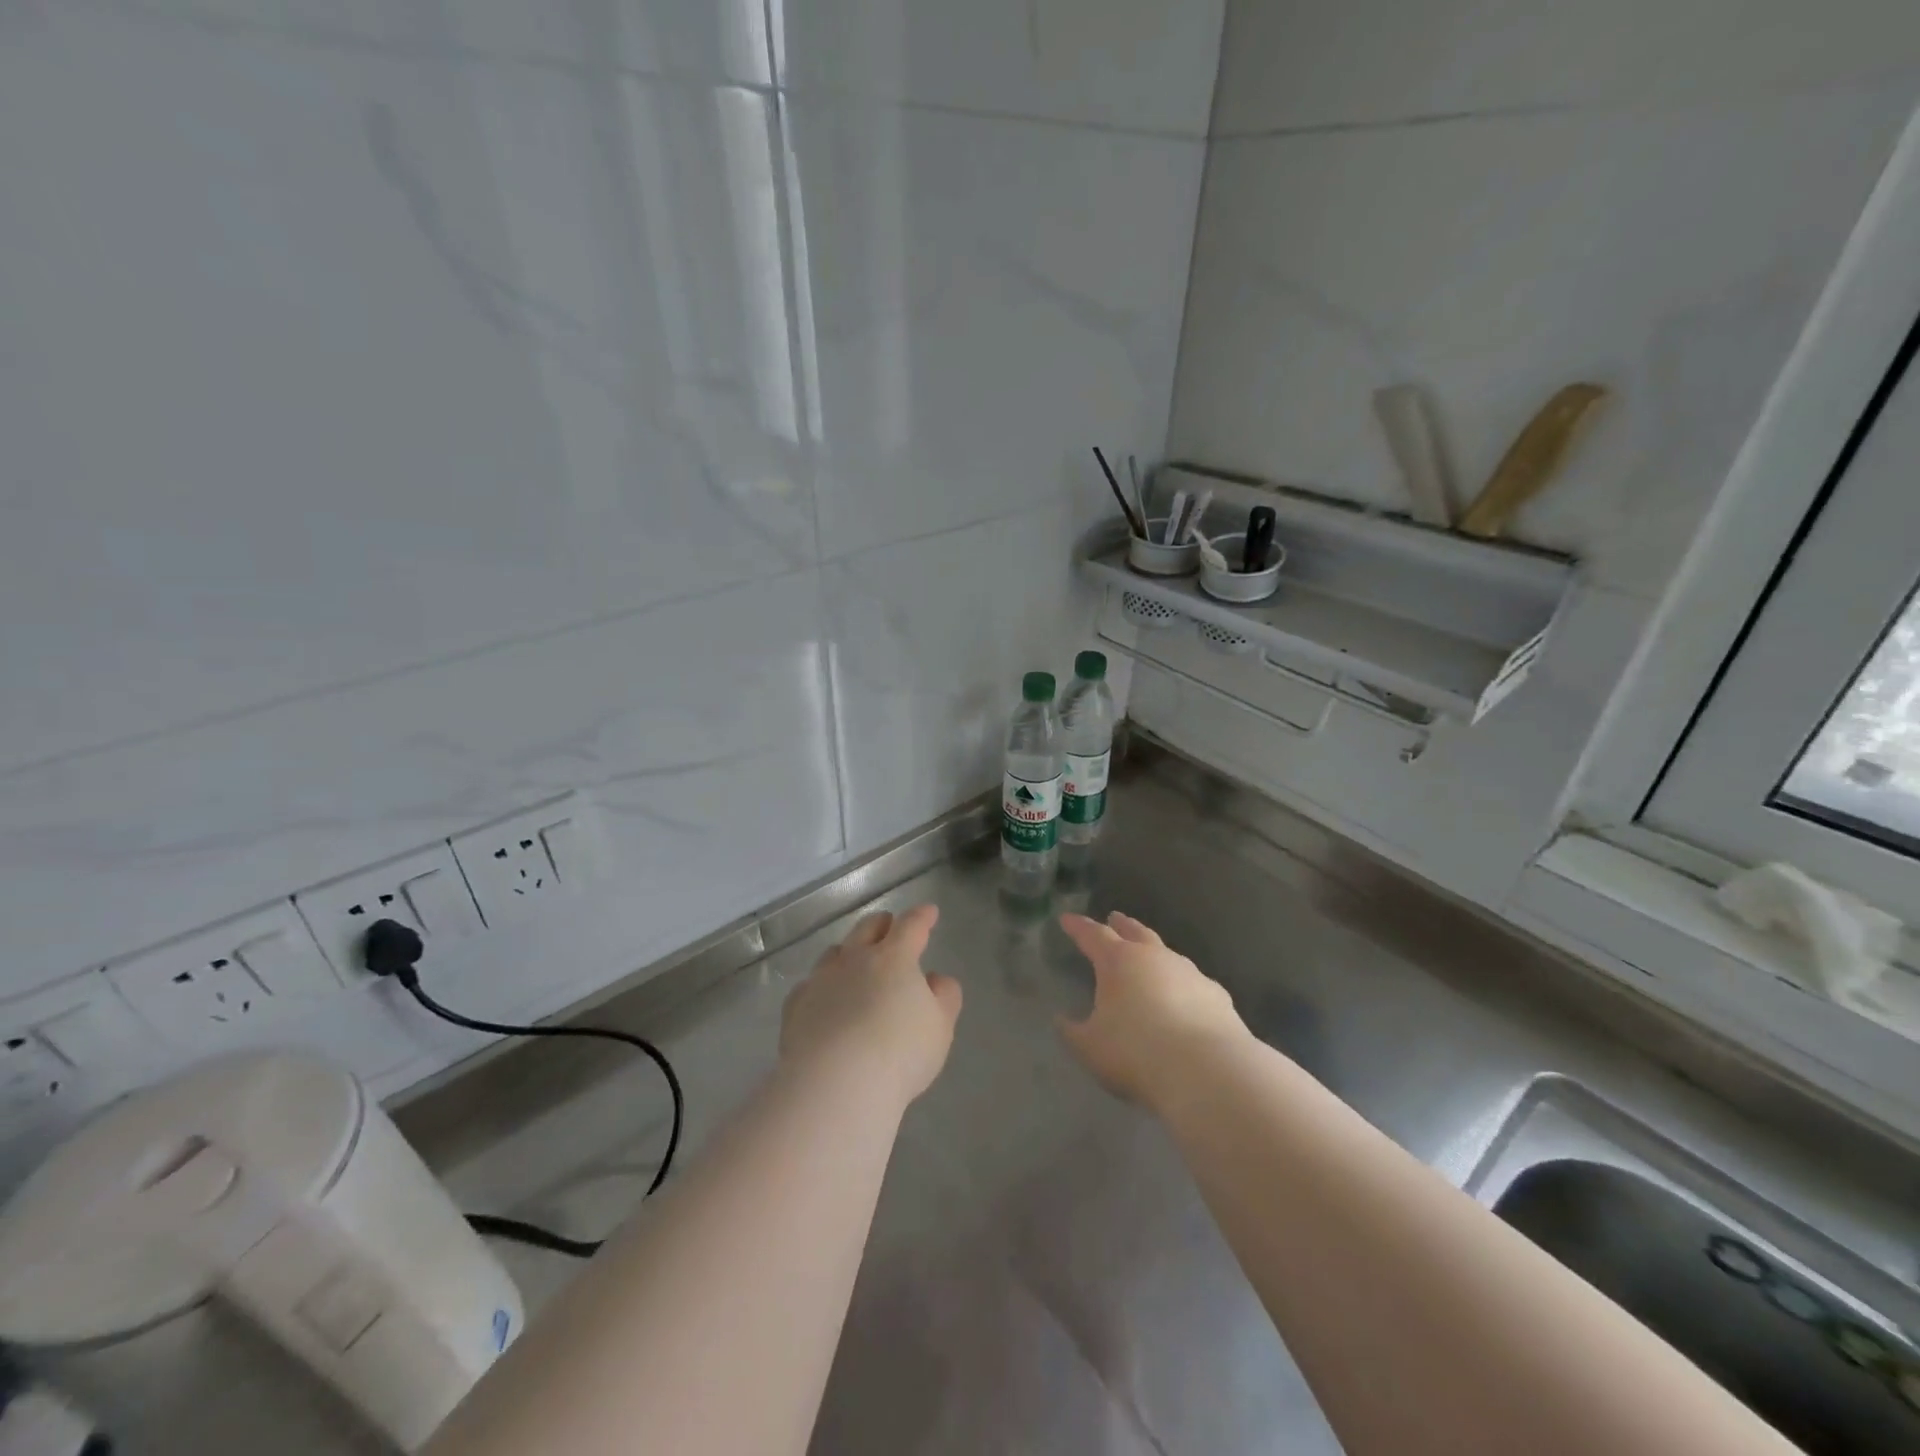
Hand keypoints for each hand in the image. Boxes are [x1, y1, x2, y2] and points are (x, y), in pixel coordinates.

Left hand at [781, 904, 962, 1105]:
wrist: (836, 1084)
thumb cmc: (900, 1053)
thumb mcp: (941, 1026)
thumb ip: (944, 996)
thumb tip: (935, 979)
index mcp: (894, 958)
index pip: (910, 926)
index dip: (922, 917)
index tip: (929, 912)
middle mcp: (855, 959)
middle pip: (867, 928)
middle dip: (882, 924)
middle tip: (890, 926)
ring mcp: (821, 981)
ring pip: (835, 953)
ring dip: (849, 951)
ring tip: (854, 961)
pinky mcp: (795, 1007)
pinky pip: (810, 986)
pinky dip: (821, 987)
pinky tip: (823, 1000)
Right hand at [1057, 911, 1246, 1108]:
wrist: (1207, 1071)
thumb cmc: (1136, 1053)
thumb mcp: (1090, 1047)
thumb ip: (1072, 1031)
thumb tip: (1061, 1019)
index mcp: (1118, 961)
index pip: (1093, 935)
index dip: (1078, 927)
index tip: (1067, 919)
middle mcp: (1154, 957)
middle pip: (1135, 932)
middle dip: (1121, 924)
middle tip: (1114, 917)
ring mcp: (1189, 973)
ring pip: (1166, 953)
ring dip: (1154, 953)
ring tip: (1148, 958)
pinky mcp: (1217, 995)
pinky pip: (1193, 982)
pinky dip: (1182, 985)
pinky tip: (1184, 998)